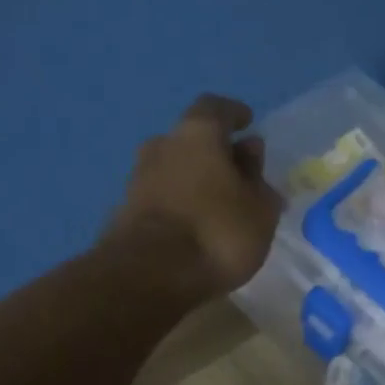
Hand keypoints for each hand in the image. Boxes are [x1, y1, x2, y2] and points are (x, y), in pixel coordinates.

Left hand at [105, 94, 283, 298]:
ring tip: (217, 205)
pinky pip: (160, 198)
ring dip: (194, 180)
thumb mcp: (259, 211)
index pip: (216, 108)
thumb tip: (250, 153)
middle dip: (214, 152)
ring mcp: (137, 178)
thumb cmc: (217, 233)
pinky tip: (193, 226)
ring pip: (173, 169)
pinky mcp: (125, 212)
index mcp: (197, 133)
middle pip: (191, 139)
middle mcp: (162, 145)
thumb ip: (258, 179)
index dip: (234, 114)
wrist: (149, 276)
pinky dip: (178, 205)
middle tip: (236, 173)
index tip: (248, 124)